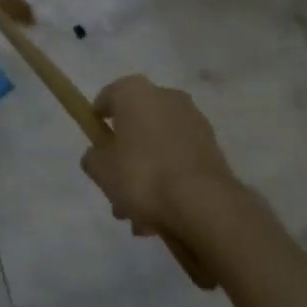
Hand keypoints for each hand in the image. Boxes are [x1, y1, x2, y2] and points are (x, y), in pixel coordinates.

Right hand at [80, 75, 245, 239]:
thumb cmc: (142, 175)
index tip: (96, 146)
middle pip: (135, 124)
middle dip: (125, 155)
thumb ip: (93, 158)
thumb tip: (98, 155)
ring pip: (159, 145)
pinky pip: (180, 159)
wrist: (204, 205)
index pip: (108, 98)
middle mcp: (166, 96)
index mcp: (135, 91)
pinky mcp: (213, 148)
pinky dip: (170, 178)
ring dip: (147, 172)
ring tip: (139, 215)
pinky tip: (162, 213)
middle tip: (116, 188)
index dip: (97, 121)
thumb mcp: (101, 170)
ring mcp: (193, 121)